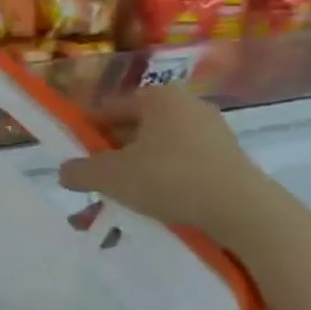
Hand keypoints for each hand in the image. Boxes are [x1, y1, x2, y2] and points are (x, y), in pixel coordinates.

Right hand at [58, 85, 275, 242]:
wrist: (244, 212)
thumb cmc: (168, 179)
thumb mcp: (108, 176)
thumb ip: (78, 171)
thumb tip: (66, 172)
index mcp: (158, 97)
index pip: (108, 108)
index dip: (86, 132)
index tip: (74, 157)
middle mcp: (187, 106)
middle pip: (133, 130)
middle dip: (110, 158)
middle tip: (94, 183)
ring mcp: (212, 133)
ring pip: (156, 152)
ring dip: (133, 174)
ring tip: (119, 203)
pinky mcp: (228, 160)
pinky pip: (182, 167)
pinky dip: (162, 183)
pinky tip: (151, 208)